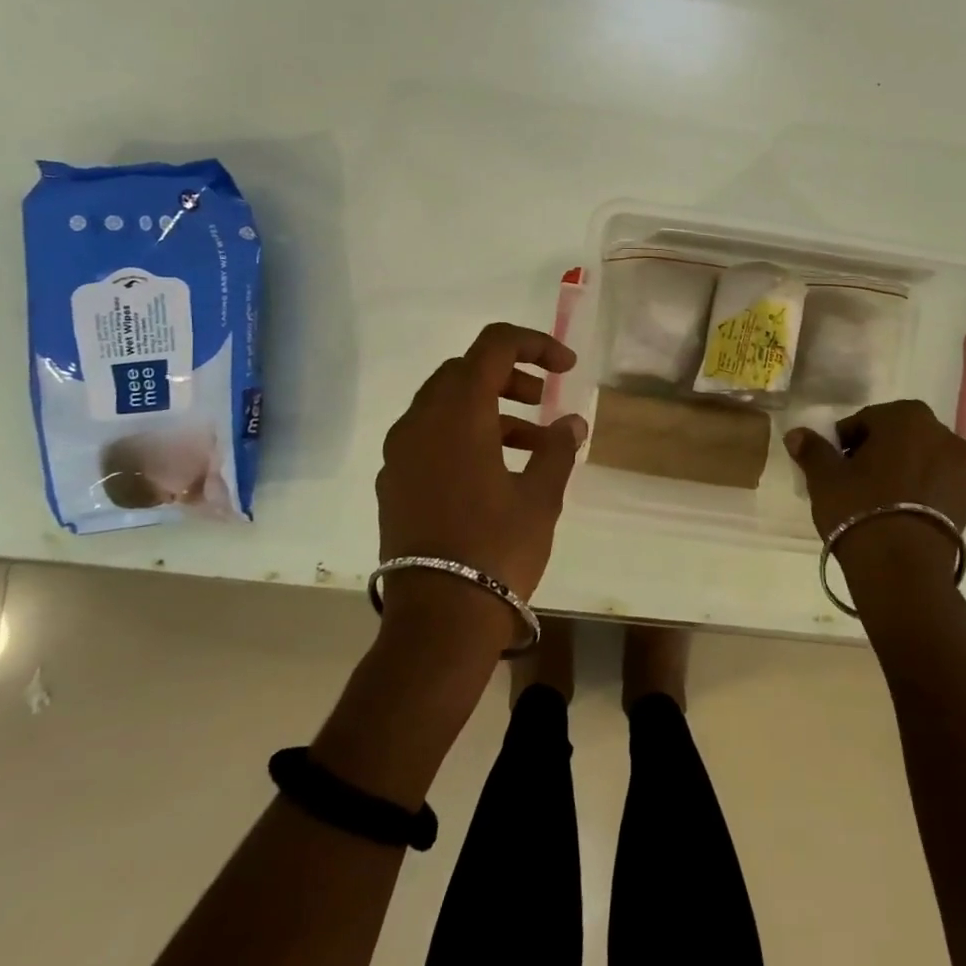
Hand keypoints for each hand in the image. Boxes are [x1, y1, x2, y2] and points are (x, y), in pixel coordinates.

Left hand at [376, 323, 587, 629]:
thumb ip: (557, 449)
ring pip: (445, 405)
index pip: (494, 345)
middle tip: (543, 399)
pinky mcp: (393, 482)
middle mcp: (420, 421)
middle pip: (465, 371)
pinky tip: (495, 471)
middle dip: (509, 375)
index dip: (534, 344)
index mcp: (458, 412)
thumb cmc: (498, 549)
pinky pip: (430, 437)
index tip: (567, 367)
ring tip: (532, 443)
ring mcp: (400, 453)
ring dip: (489, 409)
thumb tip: (572, 424)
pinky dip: (464, 435)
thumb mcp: (541, 497)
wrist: (438, 621)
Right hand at [785, 401, 965, 610]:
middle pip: (900, 436)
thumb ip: (812, 449)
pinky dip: (925, 493)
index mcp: (906, 417)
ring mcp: (962, 469)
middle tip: (856, 480)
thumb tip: (797, 433)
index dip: (846, 441)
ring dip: (904, 470)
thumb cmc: (859, 510)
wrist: (902, 569)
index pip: (866, 420)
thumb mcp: (824, 478)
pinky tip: (906, 514)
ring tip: (882, 500)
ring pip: (923, 460)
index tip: (835, 464)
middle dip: (879, 451)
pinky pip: (940, 486)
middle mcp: (941, 434)